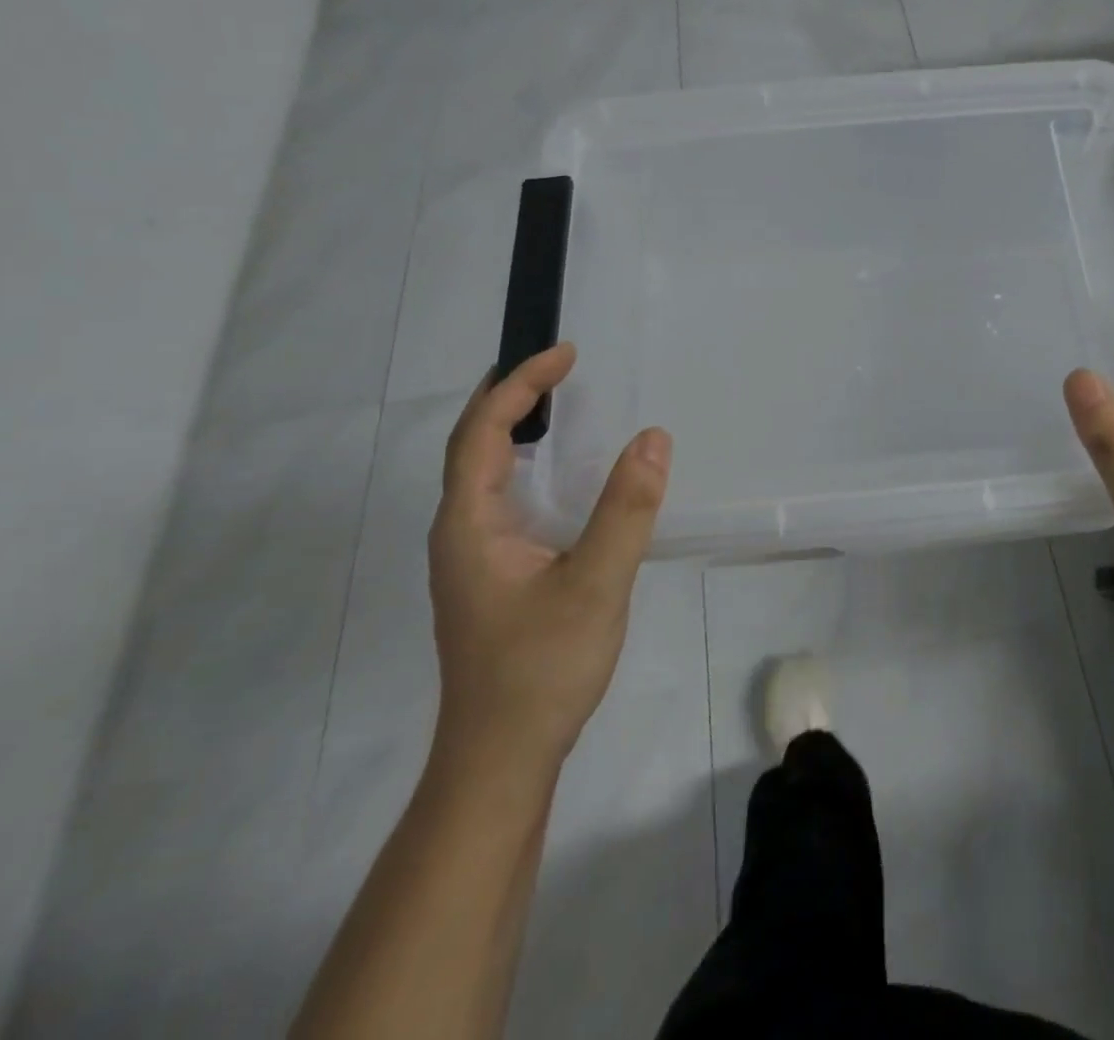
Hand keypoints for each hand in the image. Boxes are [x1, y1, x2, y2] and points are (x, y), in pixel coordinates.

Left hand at [427, 344, 671, 772]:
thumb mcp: (596, 584)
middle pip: (473, 445)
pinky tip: (556, 475)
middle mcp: (459, 532)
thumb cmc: (541, 669)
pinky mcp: (490, 577)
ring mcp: (471, 558)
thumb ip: (626, 509)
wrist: (501, 759)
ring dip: (514, 428)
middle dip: (511, 396)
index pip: (482, 432)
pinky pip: (501, 499)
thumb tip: (653, 438)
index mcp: (469, 524)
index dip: (519, 384)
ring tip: (554, 401)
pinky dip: (525, 464)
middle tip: (558, 367)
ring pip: (483, 474)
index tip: (565, 354)